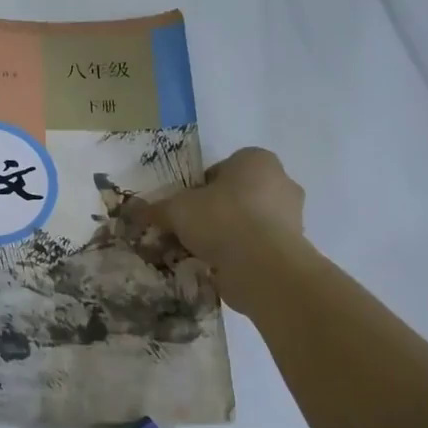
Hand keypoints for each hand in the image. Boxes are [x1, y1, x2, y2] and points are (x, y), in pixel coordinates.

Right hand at [150, 147, 305, 268]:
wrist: (263, 266)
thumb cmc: (221, 219)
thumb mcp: (176, 209)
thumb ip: (157, 209)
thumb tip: (134, 211)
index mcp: (256, 160)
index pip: (220, 169)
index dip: (196, 189)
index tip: (183, 208)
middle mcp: (280, 182)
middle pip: (234, 196)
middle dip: (212, 212)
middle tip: (188, 230)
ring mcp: (292, 216)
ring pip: (247, 222)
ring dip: (225, 235)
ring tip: (199, 252)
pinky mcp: (293, 247)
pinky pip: (257, 246)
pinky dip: (239, 254)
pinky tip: (217, 267)